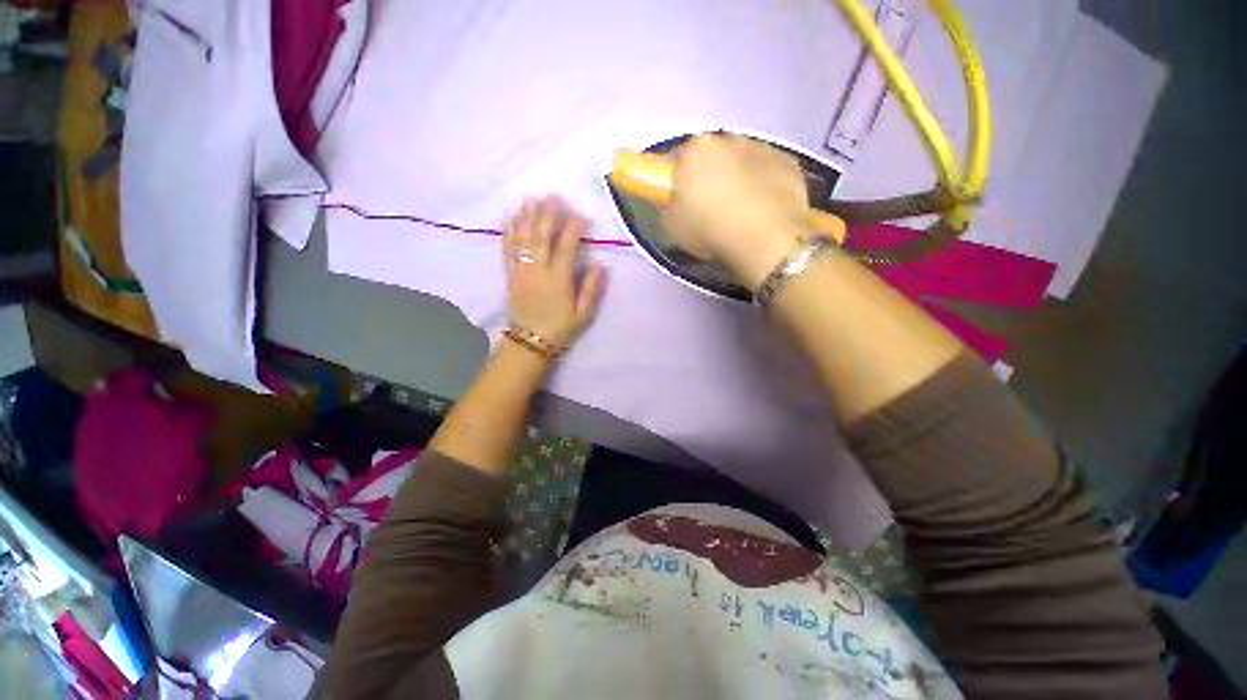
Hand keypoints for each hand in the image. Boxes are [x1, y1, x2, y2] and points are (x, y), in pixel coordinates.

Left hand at [502, 196, 607, 349]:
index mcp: (559, 279)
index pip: (567, 247)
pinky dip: (508, 233)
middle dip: (548, 214)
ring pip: (523, 239)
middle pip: (542, 236)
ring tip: (531, 199)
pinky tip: (510, 219)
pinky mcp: (510, 275)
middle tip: (553, 196)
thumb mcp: (583, 314)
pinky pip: (507, 250)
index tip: (580, 214)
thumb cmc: (561, 327)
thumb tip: (602, 266)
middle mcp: (538, 270)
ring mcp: (521, 271)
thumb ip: (592, 289)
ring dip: (527, 217)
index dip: (573, 229)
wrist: (530, 341)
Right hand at [664, 134, 810, 288]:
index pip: (679, 159)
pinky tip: (762, 211)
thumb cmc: (710, 230)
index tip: (682, 200)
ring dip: (738, 179)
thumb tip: (677, 203)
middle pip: (714, 156)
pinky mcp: (788, 162)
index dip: (679, 181)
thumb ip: (670, 207)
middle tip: (710, 208)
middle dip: (710, 176)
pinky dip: (764, 185)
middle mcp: (729, 139)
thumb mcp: (672, 226)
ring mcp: (762, 148)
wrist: (764, 238)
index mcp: (695, 150)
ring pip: (743, 162)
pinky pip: (768, 172)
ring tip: (739, 212)